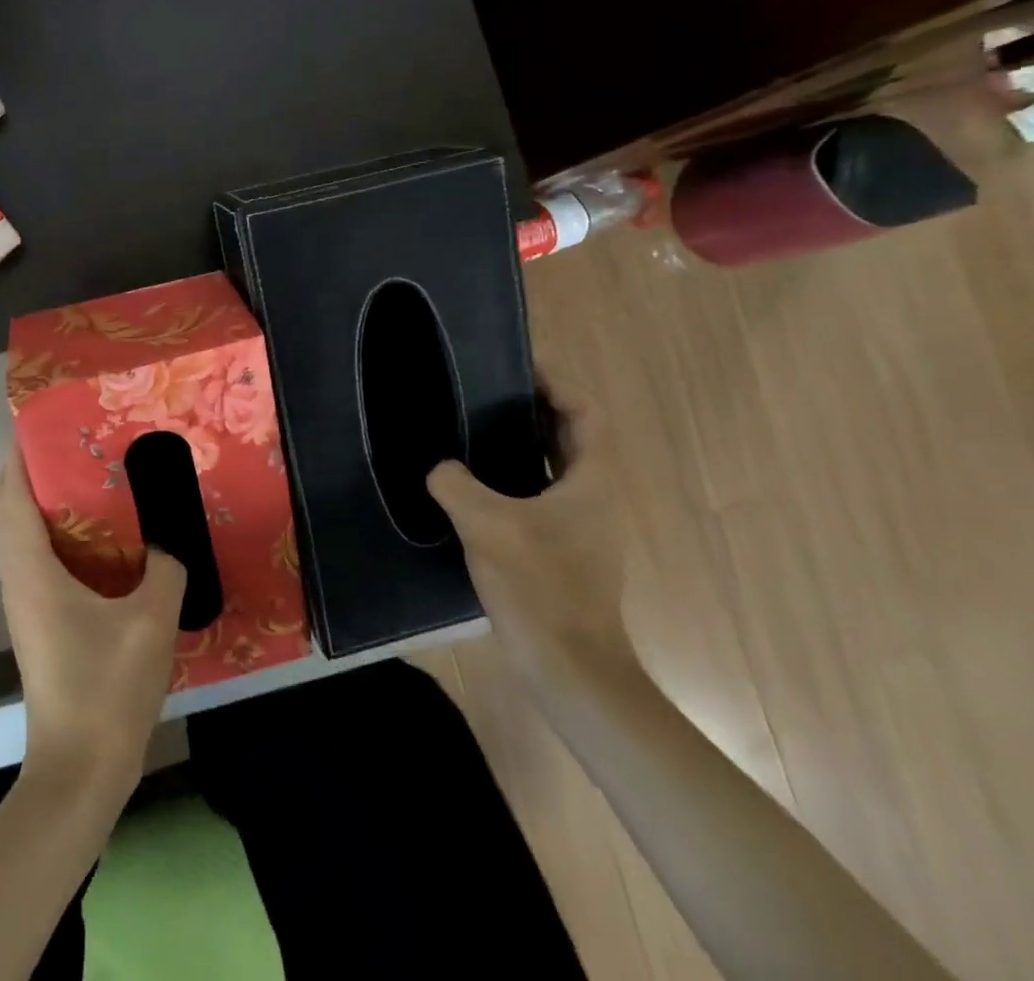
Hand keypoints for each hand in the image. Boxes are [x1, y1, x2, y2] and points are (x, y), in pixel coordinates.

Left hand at [0, 444, 186, 798]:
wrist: (81, 771)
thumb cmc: (108, 689)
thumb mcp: (151, 620)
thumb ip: (165, 567)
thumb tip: (168, 538)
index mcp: (33, 570)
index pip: (11, 495)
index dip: (20, 453)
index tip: (45, 420)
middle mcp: (19, 579)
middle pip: (11, 508)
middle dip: (34, 469)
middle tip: (78, 442)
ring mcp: (27, 602)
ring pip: (23, 533)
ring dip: (47, 499)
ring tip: (92, 475)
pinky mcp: (41, 621)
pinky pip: (41, 557)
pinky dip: (60, 531)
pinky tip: (104, 535)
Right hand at [426, 405, 635, 686]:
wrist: (570, 670)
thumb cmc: (539, 587)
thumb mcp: (486, 524)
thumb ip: (455, 483)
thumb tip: (440, 468)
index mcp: (592, 481)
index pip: (584, 413)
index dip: (557, 382)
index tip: (518, 362)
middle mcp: (594, 497)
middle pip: (568, 435)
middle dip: (531, 407)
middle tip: (484, 388)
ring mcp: (580, 527)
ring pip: (551, 467)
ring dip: (520, 443)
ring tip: (471, 426)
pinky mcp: (562, 551)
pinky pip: (537, 495)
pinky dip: (511, 477)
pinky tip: (471, 484)